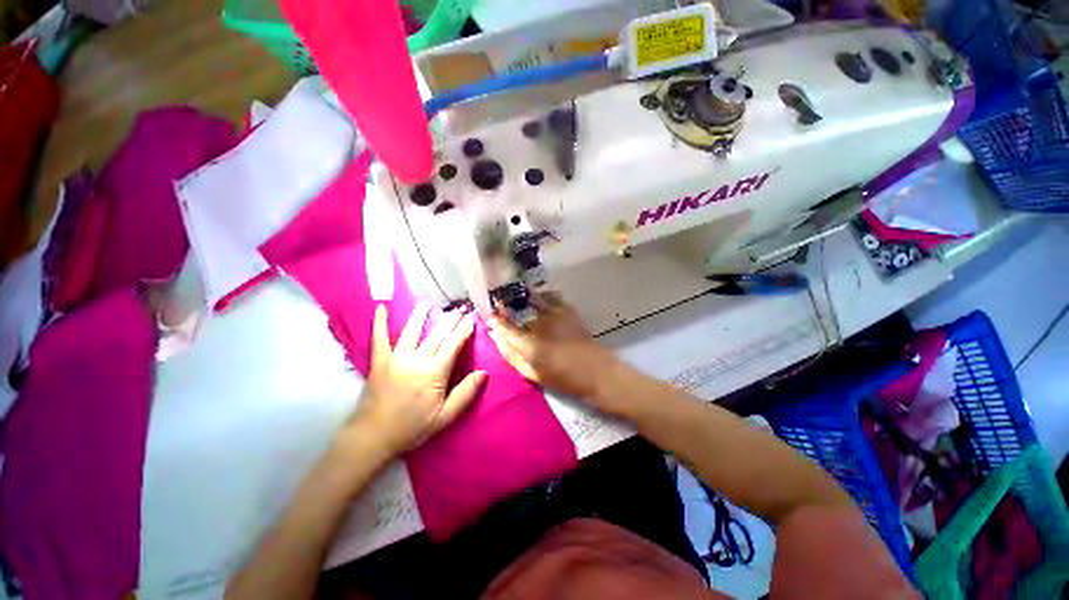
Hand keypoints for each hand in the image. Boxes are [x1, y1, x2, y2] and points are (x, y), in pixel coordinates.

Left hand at [338, 303, 485, 459]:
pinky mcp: (379, 361)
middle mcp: (417, 359)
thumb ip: (465, 393)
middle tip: (459, 307)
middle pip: (437, 334)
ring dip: (421, 315)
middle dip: (450, 319)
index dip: (464, 330)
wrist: (373, 437)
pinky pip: (379, 338)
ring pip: (412, 330)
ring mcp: (396, 358)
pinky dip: (380, 323)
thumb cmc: (412, 428)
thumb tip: (484, 372)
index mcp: (434, 372)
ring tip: (428, 303)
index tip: (472, 317)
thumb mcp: (445, 416)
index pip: (454, 344)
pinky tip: (381, 308)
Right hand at [488, 293, 624, 413]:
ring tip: (515, 299)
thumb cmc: (564, 378)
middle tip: (499, 305)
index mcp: (530, 345)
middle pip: (517, 309)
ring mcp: (555, 315)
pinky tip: (537, 298)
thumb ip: (512, 356)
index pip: (505, 327)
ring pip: (532, 299)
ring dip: (521, 298)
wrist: (597, 371)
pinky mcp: (568, 310)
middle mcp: (540, 325)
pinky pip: (550, 296)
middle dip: (505, 305)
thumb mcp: (533, 374)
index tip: (489, 316)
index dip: (495, 320)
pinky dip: (541, 296)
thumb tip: (496, 338)